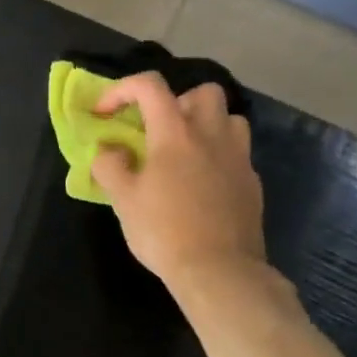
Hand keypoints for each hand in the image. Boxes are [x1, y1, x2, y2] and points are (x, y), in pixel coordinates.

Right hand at [90, 73, 266, 286]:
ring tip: (184, 153)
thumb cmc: (163, 231)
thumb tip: (109, 151)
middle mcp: (211, 135)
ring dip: (205, 125)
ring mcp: (238, 157)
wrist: (217, 269)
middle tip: (157, 130)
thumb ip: (110, 167)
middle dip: (177, 101)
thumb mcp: (122, 200)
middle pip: (203, 92)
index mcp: (175, 133)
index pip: (150, 87)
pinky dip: (217, 156)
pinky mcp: (251, 181)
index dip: (122, 90)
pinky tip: (201, 185)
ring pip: (228, 119)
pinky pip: (236, 153)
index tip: (105, 113)